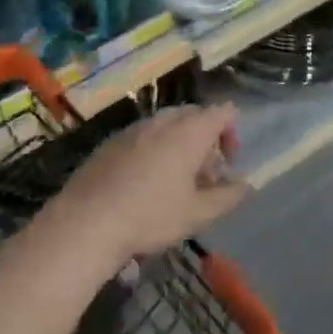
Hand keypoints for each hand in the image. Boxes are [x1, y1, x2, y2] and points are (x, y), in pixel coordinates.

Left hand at [50, 105, 248, 266]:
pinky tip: (144, 183)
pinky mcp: (111, 142)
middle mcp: (163, 121)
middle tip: (204, 175)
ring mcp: (134, 128)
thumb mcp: (197, 214)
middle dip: (205, 139)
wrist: (86, 221)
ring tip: (175, 180)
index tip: (228, 163)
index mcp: (189, 131)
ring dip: (179, 144)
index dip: (231, 133)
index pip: (222, 112)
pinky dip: (153, 150)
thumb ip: (227, 197)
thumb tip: (246, 185)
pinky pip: (143, 136)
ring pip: (166, 125)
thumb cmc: (151, 216)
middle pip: (194, 115)